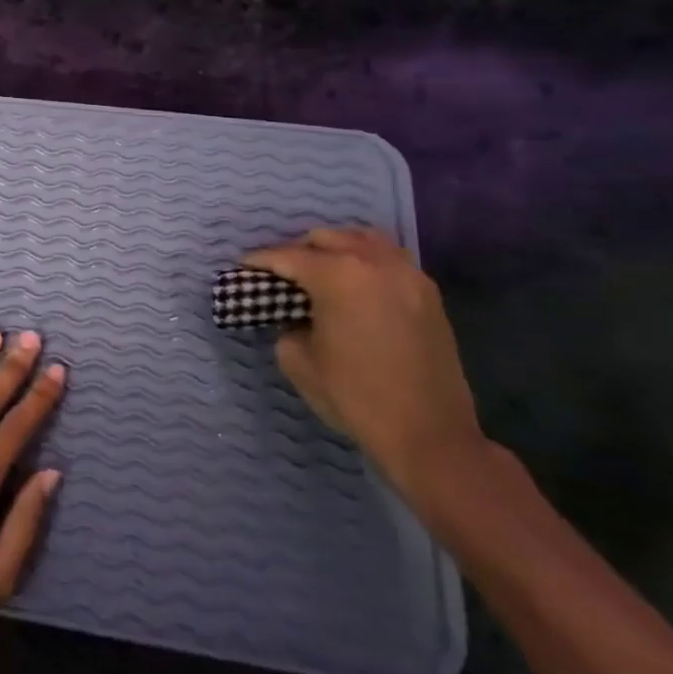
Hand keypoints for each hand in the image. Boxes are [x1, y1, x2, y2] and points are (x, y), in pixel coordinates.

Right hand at [243, 228, 483, 501]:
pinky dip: (366, 261)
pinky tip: (354, 284)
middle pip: (326, 239)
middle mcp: (375, 263)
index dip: (259, 261)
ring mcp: (407, 275)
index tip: (242, 268)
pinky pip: (389, 259)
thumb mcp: (298, 361)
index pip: (287, 257)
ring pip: (363, 240)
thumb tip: (295, 315)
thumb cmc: (355, 396)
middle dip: (297, 251)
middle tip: (280, 275)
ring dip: (335, 249)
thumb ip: (287, 325)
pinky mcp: (428, 294)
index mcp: (338, 276)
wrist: (429, 434)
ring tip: (319, 271)